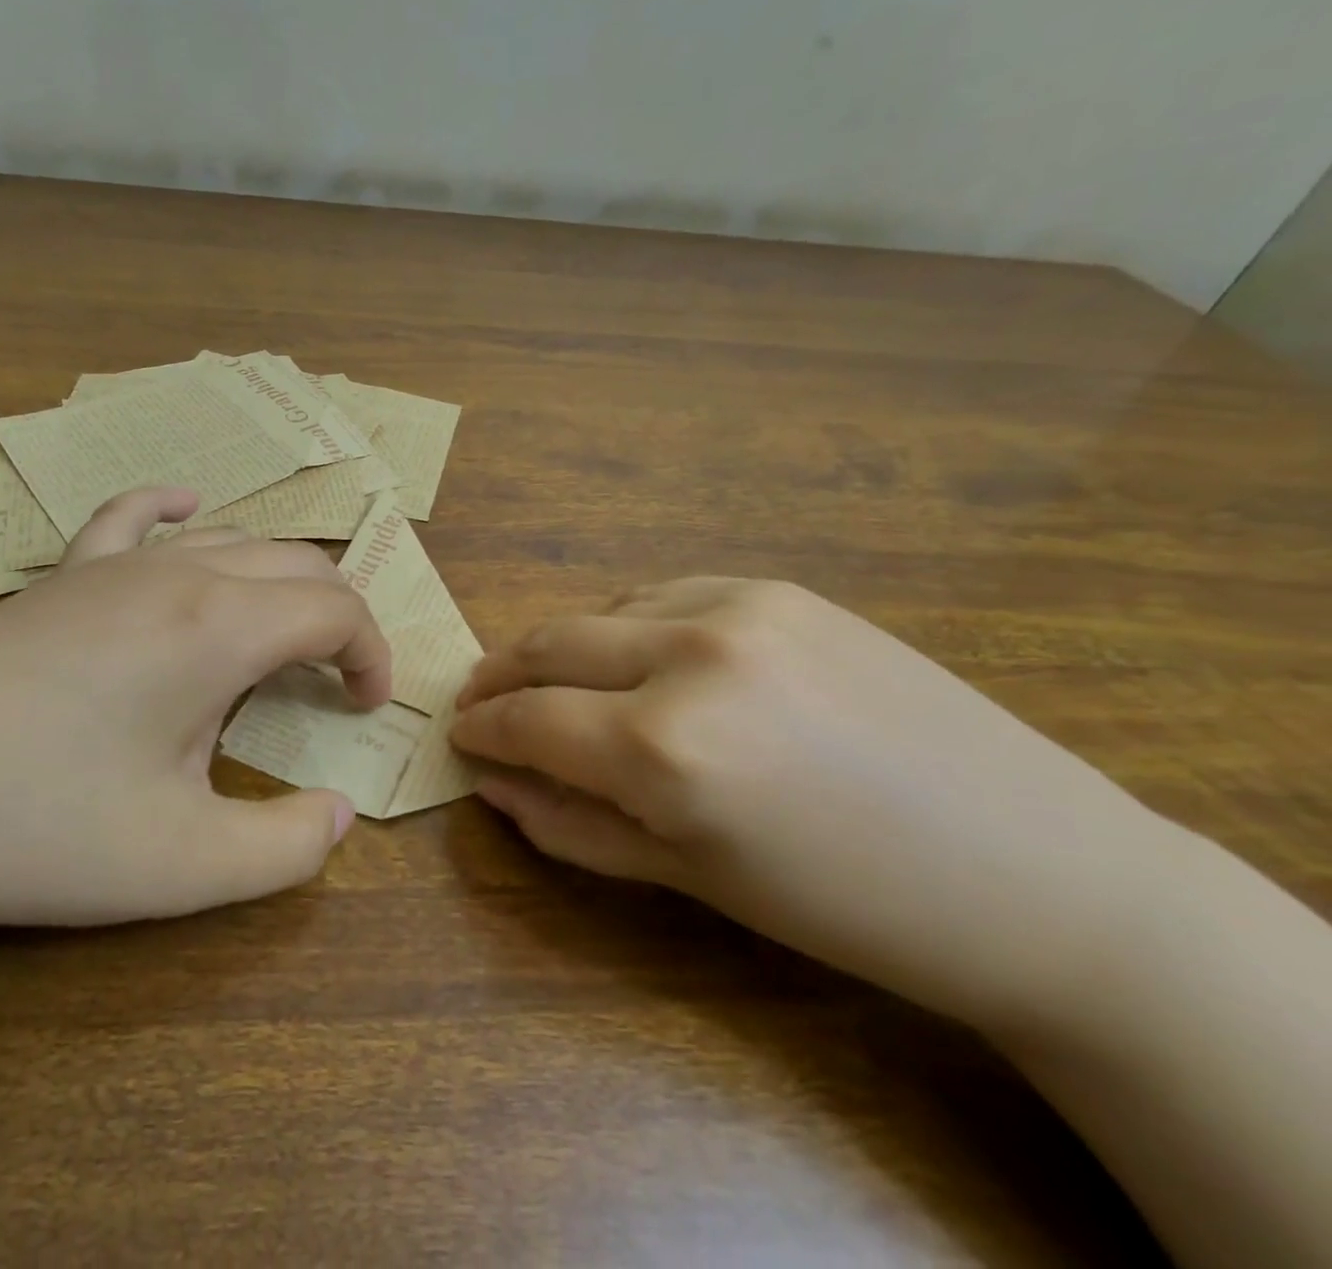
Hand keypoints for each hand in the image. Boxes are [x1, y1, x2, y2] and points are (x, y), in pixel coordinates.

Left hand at [0, 487, 389, 937]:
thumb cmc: (32, 826)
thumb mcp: (180, 865)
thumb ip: (285, 848)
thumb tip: (339, 816)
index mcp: (221, 626)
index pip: (336, 609)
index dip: (370, 654)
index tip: (365, 709)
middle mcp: (179, 573)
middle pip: (295, 563)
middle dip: (336, 617)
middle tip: (334, 681)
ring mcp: (111, 566)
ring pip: (231, 539)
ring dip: (277, 581)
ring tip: (278, 637)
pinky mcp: (58, 578)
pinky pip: (131, 517)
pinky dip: (176, 511)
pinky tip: (187, 509)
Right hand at [451, 578, 1176, 1034]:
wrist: (1035, 872)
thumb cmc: (845, 907)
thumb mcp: (689, 879)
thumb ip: (572, 825)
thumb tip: (491, 784)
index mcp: (664, 749)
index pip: (527, 720)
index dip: (482, 727)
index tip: (459, 733)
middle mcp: (690, 657)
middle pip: (550, 644)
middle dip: (501, 673)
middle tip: (479, 697)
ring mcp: (740, 608)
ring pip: (604, 611)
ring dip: (565, 648)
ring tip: (559, 686)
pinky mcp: (782, 589)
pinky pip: (667, 594)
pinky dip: (628, 624)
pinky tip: (637, 656)